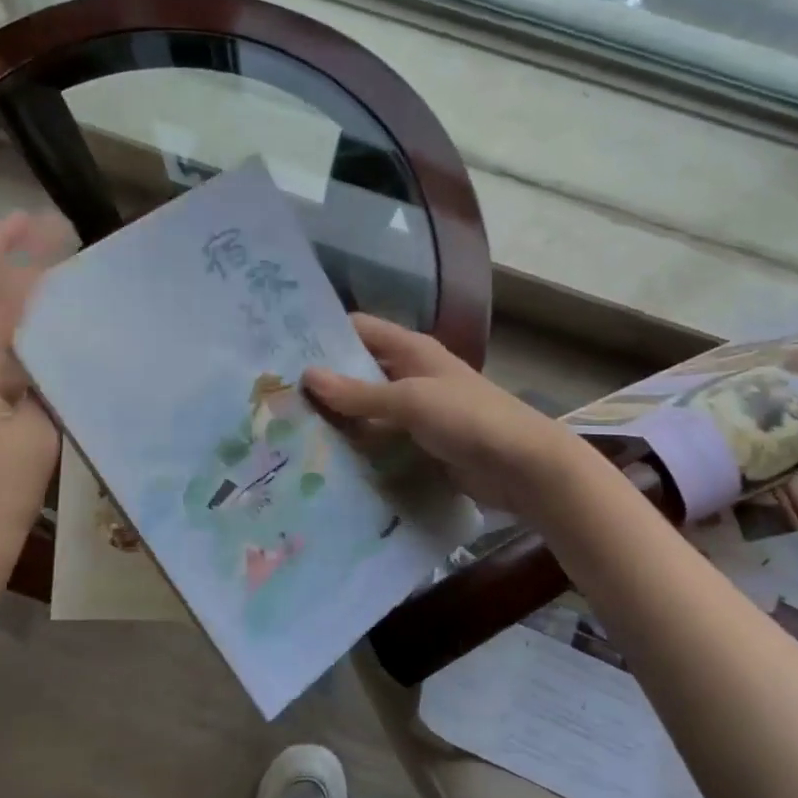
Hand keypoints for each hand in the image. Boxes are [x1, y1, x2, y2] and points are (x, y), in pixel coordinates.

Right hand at [302, 314, 592, 522]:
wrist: (522, 467)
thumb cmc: (468, 418)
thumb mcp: (411, 400)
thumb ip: (359, 392)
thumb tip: (307, 375)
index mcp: (411, 350)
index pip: (358, 330)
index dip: (323, 335)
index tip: (281, 349)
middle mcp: (410, 374)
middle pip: (358, 370)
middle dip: (324, 382)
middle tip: (275, 396)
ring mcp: (415, 411)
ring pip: (367, 408)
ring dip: (338, 418)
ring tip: (287, 429)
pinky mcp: (419, 443)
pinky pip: (380, 439)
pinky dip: (358, 445)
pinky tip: (324, 458)